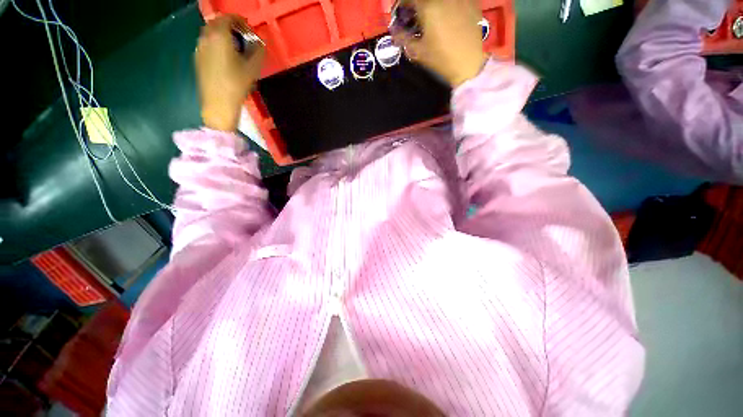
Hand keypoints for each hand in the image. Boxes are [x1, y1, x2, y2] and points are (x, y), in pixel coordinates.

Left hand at [195, 15, 265, 131]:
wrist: (218, 104)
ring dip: (222, 35)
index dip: (240, 21)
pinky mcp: (198, 59)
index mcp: (219, 36)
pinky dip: (216, 44)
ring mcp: (199, 48)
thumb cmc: (236, 85)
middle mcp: (206, 38)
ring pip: (210, 33)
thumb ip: (258, 51)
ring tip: (235, 48)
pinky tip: (226, 58)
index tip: (249, 29)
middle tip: (243, 37)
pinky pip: (207, 44)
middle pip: (217, 23)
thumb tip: (260, 42)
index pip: (228, 18)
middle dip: (230, 27)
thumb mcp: (253, 68)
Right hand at [392, 0, 486, 86]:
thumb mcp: (418, 51)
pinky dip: (447, 6)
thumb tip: (394, 31)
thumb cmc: (441, 58)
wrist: (468, 63)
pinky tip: (447, 15)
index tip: (402, 14)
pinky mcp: (471, 2)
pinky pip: (455, 0)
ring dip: (432, 6)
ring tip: (431, 16)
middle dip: (417, 5)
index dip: (403, 4)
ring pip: (440, 0)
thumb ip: (403, 38)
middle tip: (416, 16)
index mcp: (428, 6)